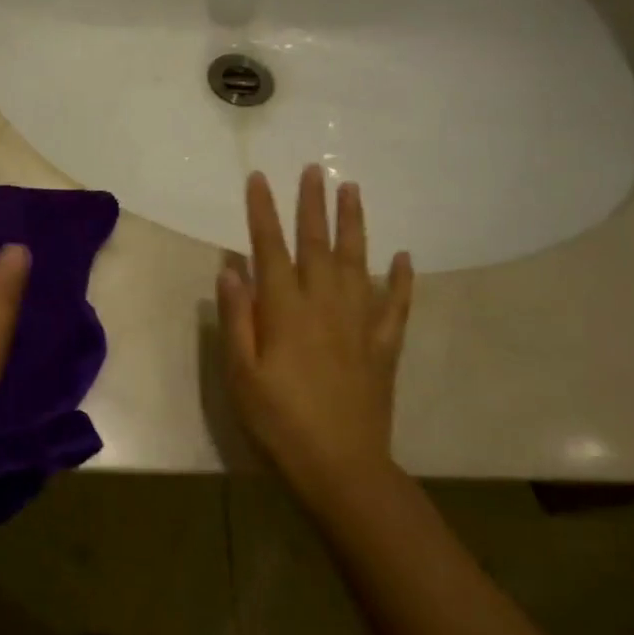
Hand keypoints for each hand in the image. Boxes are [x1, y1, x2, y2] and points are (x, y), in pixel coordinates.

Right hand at [216, 167, 414, 499]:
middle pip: (318, 244)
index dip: (263, 212)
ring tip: (352, 191)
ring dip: (354, 224)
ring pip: (358, 262)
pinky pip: (395, 304)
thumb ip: (237, 318)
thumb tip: (231, 268)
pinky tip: (402, 257)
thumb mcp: (241, 373)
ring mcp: (360, 323)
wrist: (341, 466)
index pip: (270, 248)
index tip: (259, 179)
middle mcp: (325, 305)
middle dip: (312, 204)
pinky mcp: (384, 346)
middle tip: (314, 169)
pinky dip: (400, 279)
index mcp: (285, 310)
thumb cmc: (278, 421)